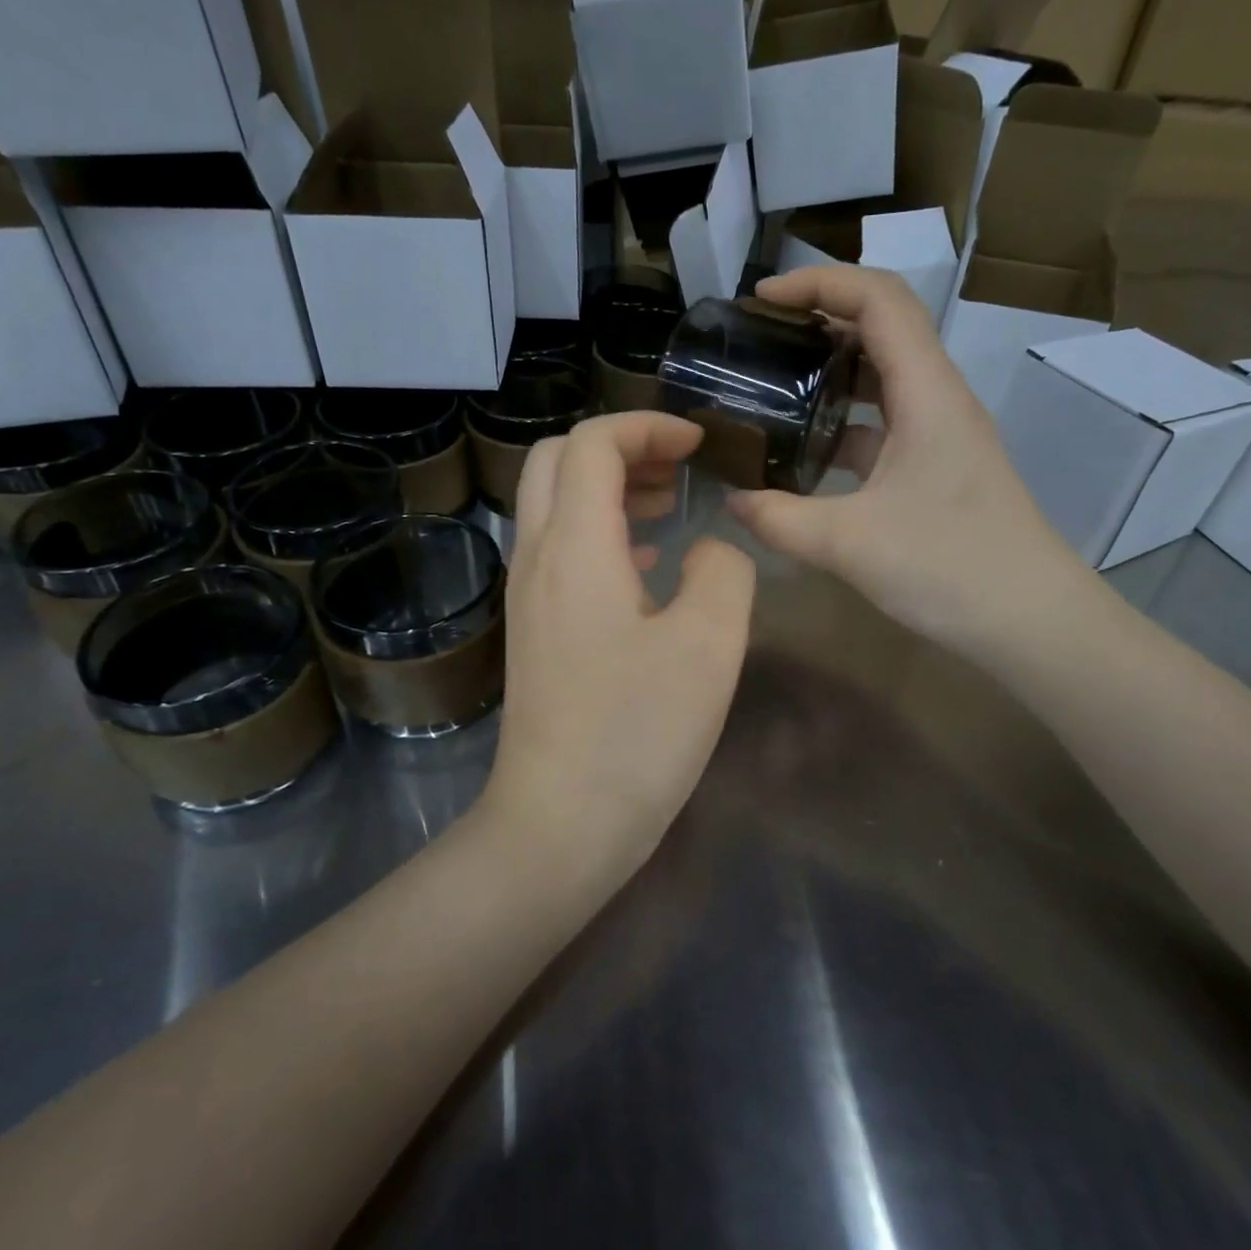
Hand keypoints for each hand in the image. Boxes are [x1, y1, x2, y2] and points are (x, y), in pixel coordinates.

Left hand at [484, 412, 756, 885]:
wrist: (560, 823)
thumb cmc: (637, 733)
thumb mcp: (709, 646)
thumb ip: (723, 572)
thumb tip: (709, 549)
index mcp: (575, 547)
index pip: (592, 443)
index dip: (646, 426)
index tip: (699, 444)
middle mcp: (537, 557)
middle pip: (557, 460)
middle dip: (621, 448)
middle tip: (679, 469)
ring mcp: (527, 595)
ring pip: (554, 504)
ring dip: (609, 488)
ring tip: (670, 506)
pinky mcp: (533, 628)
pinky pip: (559, 550)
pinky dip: (601, 531)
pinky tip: (648, 565)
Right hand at [726, 266, 1091, 661]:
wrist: (1030, 621)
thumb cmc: (950, 568)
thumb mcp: (848, 543)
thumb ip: (778, 519)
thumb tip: (731, 500)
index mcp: (927, 392)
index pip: (879, 299)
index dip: (819, 283)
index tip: (760, 300)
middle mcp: (938, 398)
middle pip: (882, 327)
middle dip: (818, 319)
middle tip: (758, 340)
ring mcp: (940, 434)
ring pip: (882, 378)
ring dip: (829, 371)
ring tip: (771, 386)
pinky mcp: (935, 468)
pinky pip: (883, 424)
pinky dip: (841, 422)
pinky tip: (803, 452)